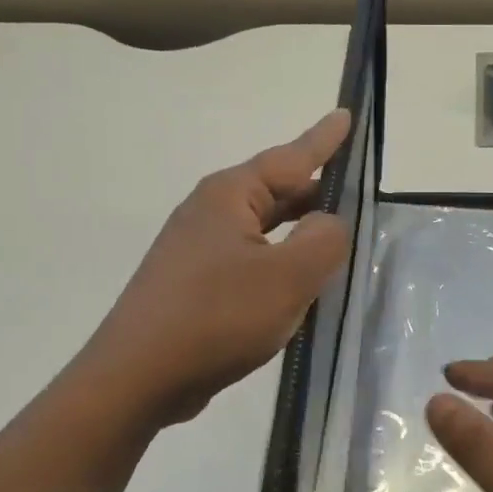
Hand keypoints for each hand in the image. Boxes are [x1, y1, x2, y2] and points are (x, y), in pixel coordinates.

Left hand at [81, 110, 351, 428]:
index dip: (324, 139)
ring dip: (298, 230)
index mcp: (230, 196)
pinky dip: (279, 261)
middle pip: (276, 191)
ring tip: (334, 234)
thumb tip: (330, 222)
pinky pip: (250, 258)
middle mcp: (210, 213)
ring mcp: (197, 249)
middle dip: (315, 191)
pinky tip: (296, 283)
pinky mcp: (193, 283)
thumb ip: (324, 240)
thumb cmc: (217, 317)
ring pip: (263, 228)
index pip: (291, 157)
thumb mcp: (288, 277)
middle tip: (356, 191)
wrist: (137, 378)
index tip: (346, 114)